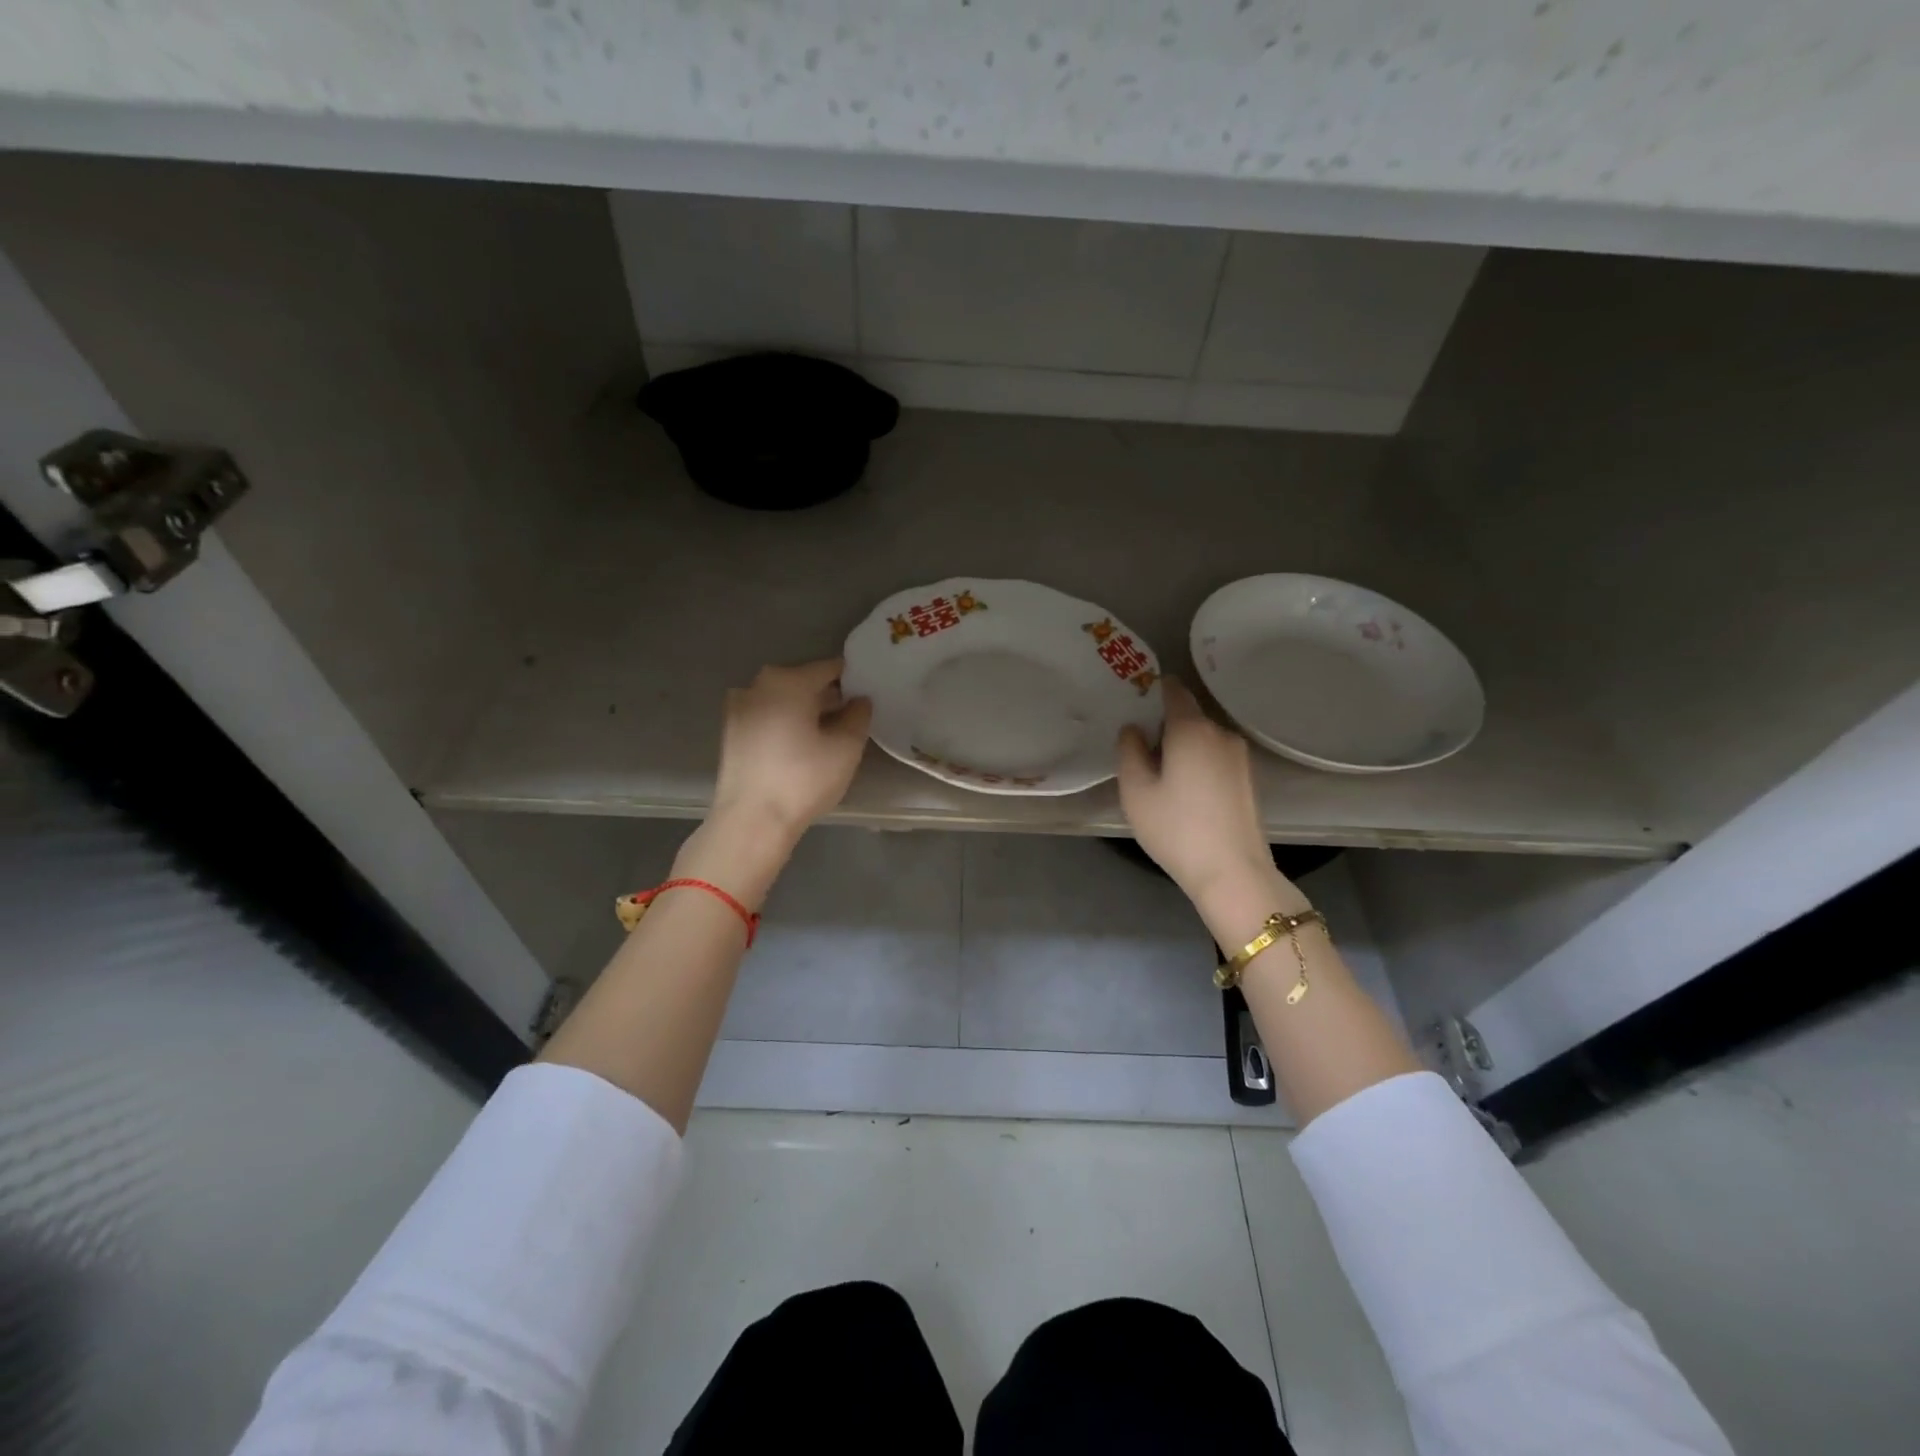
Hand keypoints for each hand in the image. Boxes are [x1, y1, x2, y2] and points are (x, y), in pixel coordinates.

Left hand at [709, 658, 872, 842]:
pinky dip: (785, 724)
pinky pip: (767, 717)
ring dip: (805, 711)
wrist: (751, 822)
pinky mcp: (730, 732)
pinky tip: (799, 748)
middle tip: (852, 719)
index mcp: (788, 680)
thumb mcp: (846, 748)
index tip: (868, 696)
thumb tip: (860, 700)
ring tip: (827, 736)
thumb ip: (859, 716)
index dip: (853, 679)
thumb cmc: (803, 780)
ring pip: (783, 700)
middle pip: (803, 682)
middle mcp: (758, 684)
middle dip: (828, 696)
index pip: (830, 668)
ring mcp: (739, 707)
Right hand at [1116, 678, 1288, 905]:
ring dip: (1182, 747)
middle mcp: (1221, 733)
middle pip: (1188, 716)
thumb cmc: (1176, 828)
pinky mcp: (1249, 779)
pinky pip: (1216, 757)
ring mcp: (1240, 757)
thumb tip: (1134, 729)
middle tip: (1138, 749)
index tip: (1135, 699)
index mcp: (1191, 728)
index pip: (1174, 691)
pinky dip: (1198, 763)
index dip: (1154, 688)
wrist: (1233, 872)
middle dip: (1164, 725)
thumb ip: (1129, 751)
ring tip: (1160, 775)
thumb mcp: (1135, 791)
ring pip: (1203, 739)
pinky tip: (1185, 792)